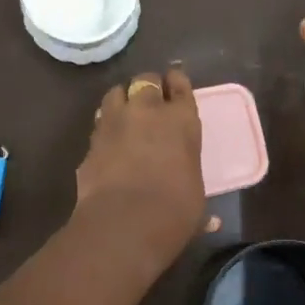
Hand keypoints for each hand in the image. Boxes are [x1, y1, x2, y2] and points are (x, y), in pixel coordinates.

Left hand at [73, 66, 207, 267]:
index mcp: (182, 120)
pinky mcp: (91, 141)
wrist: (124, 222)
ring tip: (126, 113)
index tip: (175, 84)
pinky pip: (99, 123)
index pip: (180, 86)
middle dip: (149, 87)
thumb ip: (195, 198)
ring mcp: (114, 122)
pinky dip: (105, 127)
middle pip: (146, 81)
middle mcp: (147, 111)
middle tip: (151, 100)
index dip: (177, 83)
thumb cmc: (174, 210)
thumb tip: (213, 223)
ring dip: (123, 99)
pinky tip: (108, 140)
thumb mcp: (195, 200)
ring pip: (116, 93)